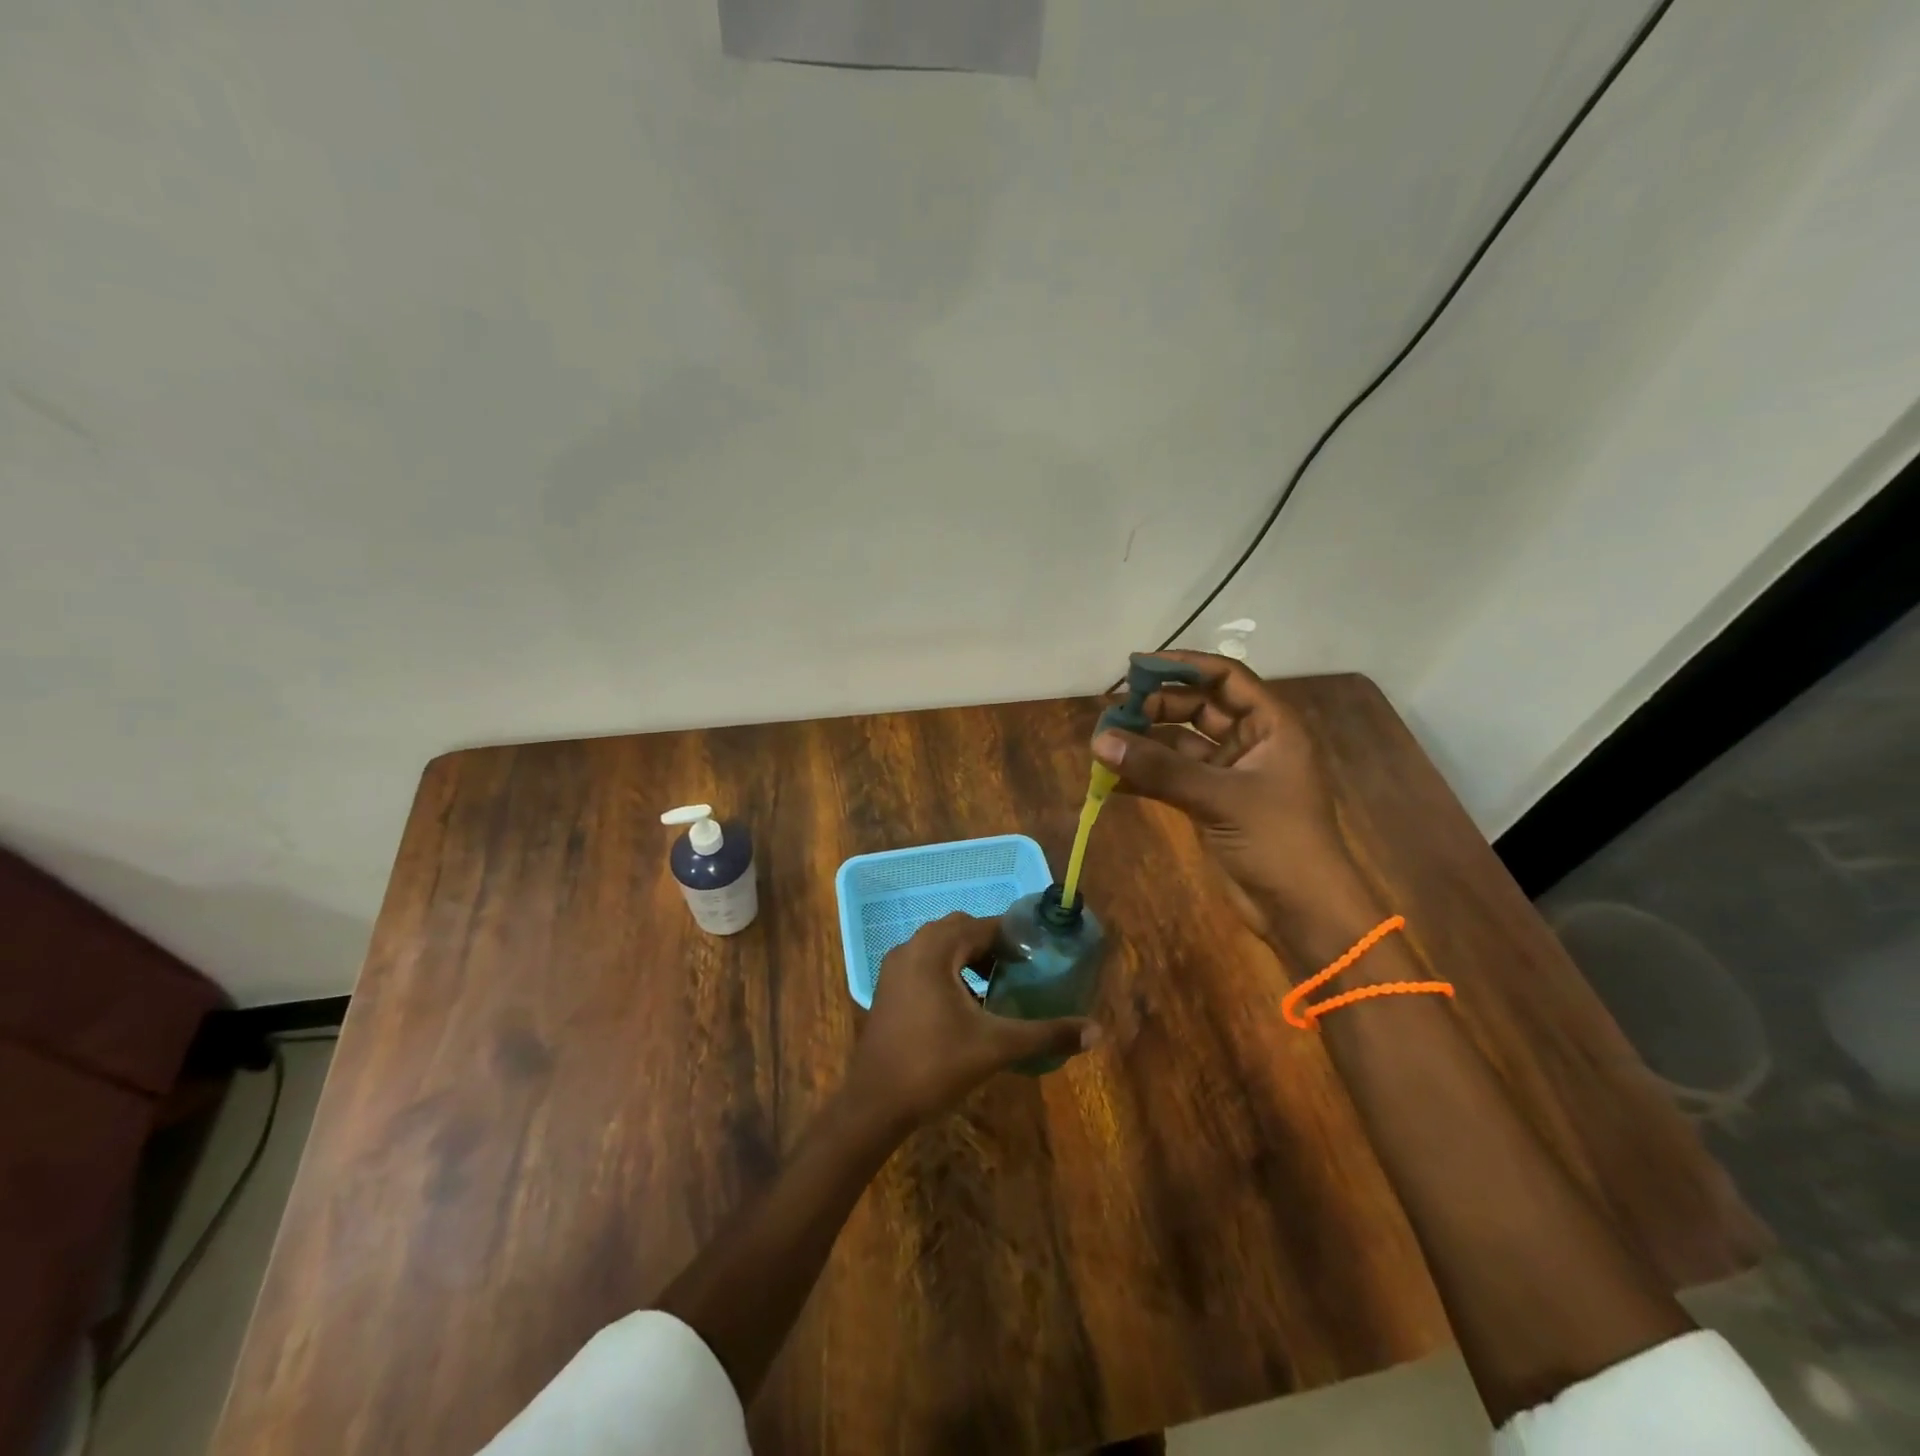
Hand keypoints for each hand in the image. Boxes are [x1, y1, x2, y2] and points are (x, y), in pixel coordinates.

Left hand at [848, 912, 1098, 1125]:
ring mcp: (895, 968)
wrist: (875, 1103)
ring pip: (941, 949)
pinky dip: (950, 975)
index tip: (1041, 957)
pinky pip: (926, 966)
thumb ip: (1046, 1033)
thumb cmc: (935, 1064)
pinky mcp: (889, 989)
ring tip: (999, 989)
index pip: (984, 926)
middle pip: (961, 932)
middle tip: (1022, 972)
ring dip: (971, 961)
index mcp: (935, 948)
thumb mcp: (996, 1046)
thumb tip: (1096, 1031)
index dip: (1015, 938)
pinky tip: (968, 1008)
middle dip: (993, 948)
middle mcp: (912, 947)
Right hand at [1093, 650, 1379, 944]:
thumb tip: (1099, 741)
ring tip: (1103, 745)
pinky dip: (1145, 776)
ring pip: (1180, 743)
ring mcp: (1229, 773)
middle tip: (1114, 715)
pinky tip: (1111, 779)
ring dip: (1145, 743)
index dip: (1183, 666)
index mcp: (1271, 725)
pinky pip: (1173, 777)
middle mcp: (1251, 741)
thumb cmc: (1276, 840)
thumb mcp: (1219, 797)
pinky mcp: (1211, 802)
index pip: (1225, 677)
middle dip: (1155, 707)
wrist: (1301, 910)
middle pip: (1198, 707)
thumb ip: (1159, 768)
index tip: (1136, 666)